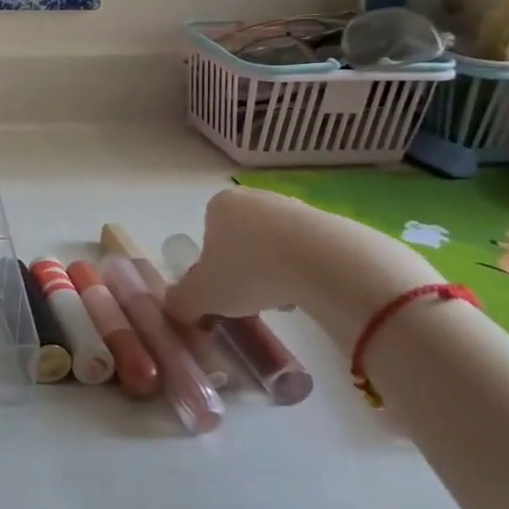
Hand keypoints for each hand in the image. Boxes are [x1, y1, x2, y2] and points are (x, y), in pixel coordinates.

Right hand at [169, 187, 442, 347]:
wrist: (325, 263)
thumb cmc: (250, 271)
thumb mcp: (202, 295)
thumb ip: (181, 302)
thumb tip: (175, 310)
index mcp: (219, 205)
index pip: (208, 235)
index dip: (213, 267)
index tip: (224, 291)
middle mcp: (255, 198)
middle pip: (242, 240)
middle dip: (245, 270)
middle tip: (251, 300)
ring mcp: (296, 208)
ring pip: (276, 247)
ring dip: (276, 273)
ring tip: (284, 300)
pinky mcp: (332, 225)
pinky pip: (310, 253)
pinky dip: (306, 273)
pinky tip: (310, 293)